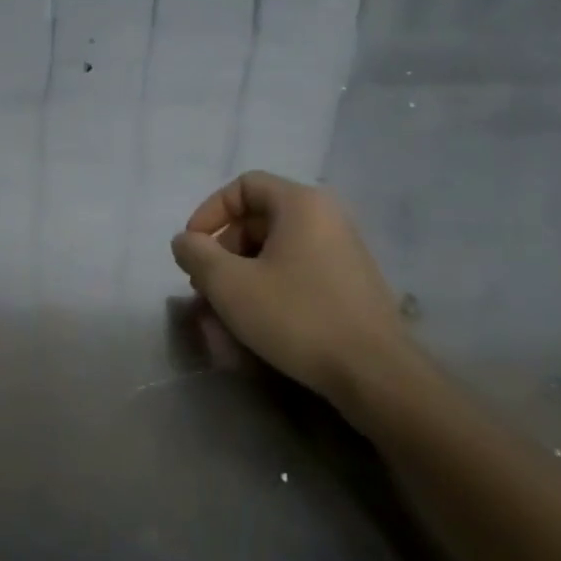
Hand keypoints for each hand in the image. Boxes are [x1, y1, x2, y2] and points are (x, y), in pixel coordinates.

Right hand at [170, 172, 411, 411]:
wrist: (375, 374)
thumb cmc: (297, 316)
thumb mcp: (230, 284)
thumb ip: (196, 254)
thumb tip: (185, 242)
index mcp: (301, 204)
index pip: (243, 186)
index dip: (209, 212)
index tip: (192, 248)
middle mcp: (327, 217)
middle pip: (258, 219)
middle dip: (223, 251)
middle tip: (205, 286)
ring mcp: (343, 251)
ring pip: (276, 250)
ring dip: (242, 274)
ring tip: (223, 312)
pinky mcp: (351, 284)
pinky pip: (298, 272)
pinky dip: (269, 288)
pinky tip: (256, 324)